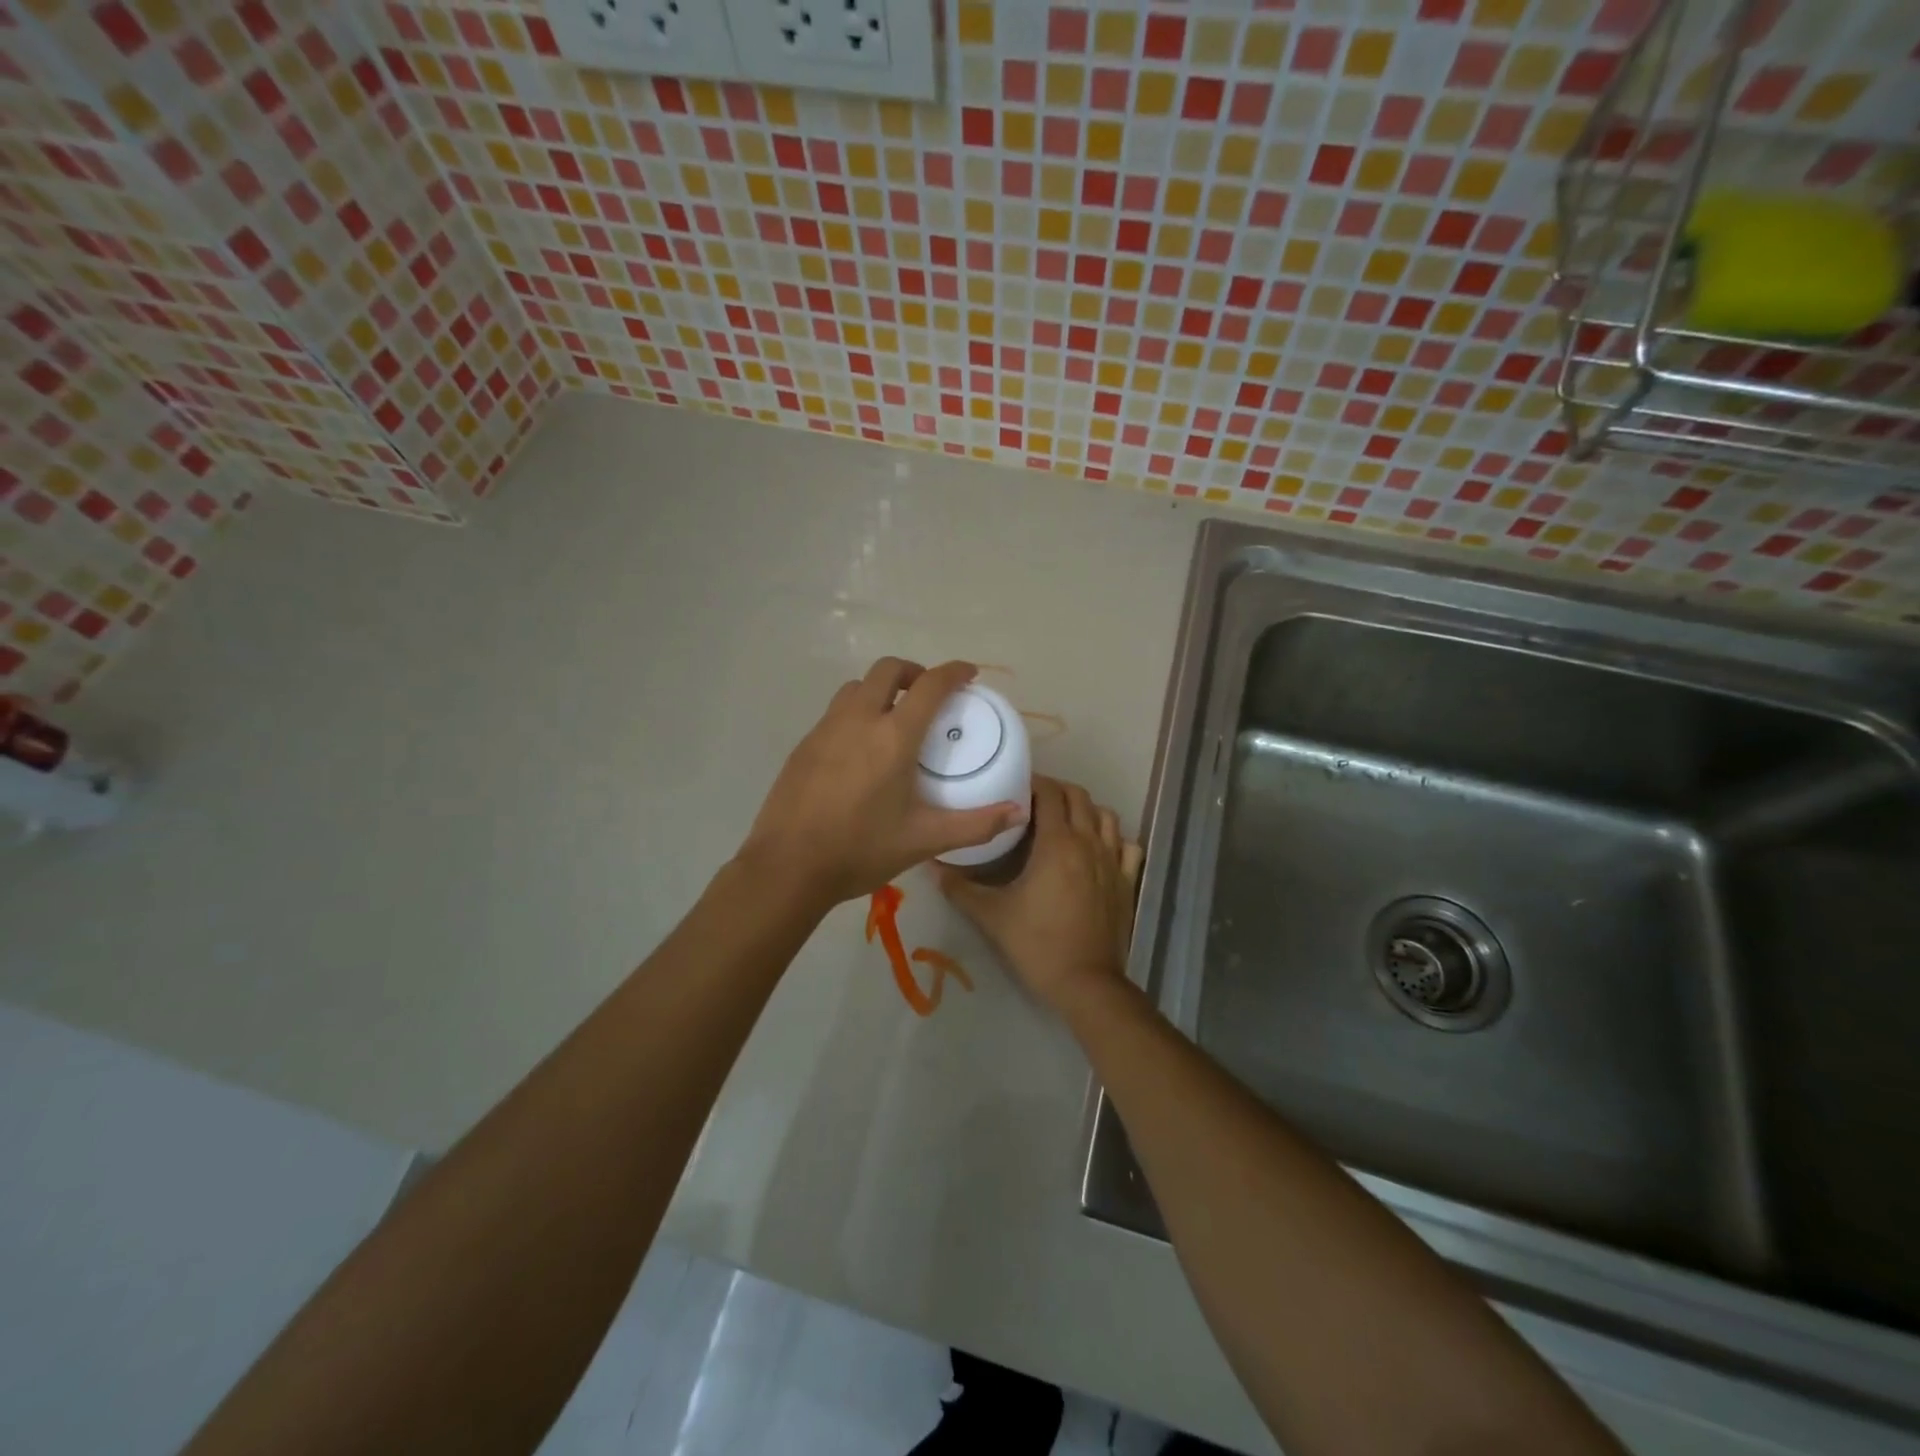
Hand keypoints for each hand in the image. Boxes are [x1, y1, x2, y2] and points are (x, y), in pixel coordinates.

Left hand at [740, 657, 1027, 908]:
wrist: (787, 867)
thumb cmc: (860, 850)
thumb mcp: (924, 839)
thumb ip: (976, 824)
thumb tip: (1019, 813)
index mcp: (893, 737)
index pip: (930, 686)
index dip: (953, 672)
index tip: (968, 674)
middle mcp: (858, 720)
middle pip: (887, 670)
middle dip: (913, 672)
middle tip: (928, 696)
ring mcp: (825, 729)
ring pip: (856, 687)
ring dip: (880, 689)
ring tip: (894, 718)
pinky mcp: (804, 745)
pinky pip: (835, 712)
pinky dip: (856, 712)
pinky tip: (860, 750)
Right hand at [935, 776, 1143, 1016]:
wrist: (1085, 982)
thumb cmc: (1036, 944)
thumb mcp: (991, 915)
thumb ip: (959, 888)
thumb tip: (930, 866)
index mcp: (1057, 843)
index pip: (1049, 793)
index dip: (1033, 783)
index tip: (1014, 788)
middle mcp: (1088, 842)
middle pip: (1078, 796)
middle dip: (1057, 791)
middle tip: (1033, 802)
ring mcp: (1113, 861)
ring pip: (1106, 816)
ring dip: (1085, 810)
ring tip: (1064, 821)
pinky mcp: (1127, 881)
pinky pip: (1127, 846)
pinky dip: (1113, 838)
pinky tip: (1098, 848)